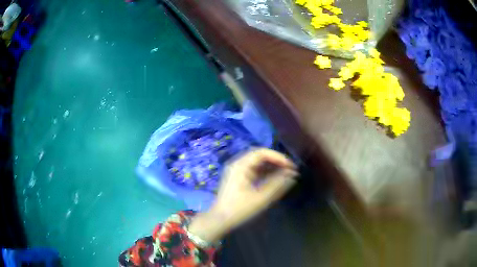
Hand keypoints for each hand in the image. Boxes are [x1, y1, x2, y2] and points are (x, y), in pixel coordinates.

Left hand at [188, 148, 297, 242]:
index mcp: (240, 166)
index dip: (278, 157)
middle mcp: (237, 164)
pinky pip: (254, 170)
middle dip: (276, 161)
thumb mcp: (261, 198)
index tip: (291, 166)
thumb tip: (292, 174)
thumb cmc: (239, 210)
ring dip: (271, 166)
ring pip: (257, 163)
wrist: (220, 220)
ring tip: (286, 174)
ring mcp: (237, 171)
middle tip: (290, 169)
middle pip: (260, 155)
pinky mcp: (238, 178)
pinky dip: (265, 172)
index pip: (262, 152)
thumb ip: (277, 184)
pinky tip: (275, 179)